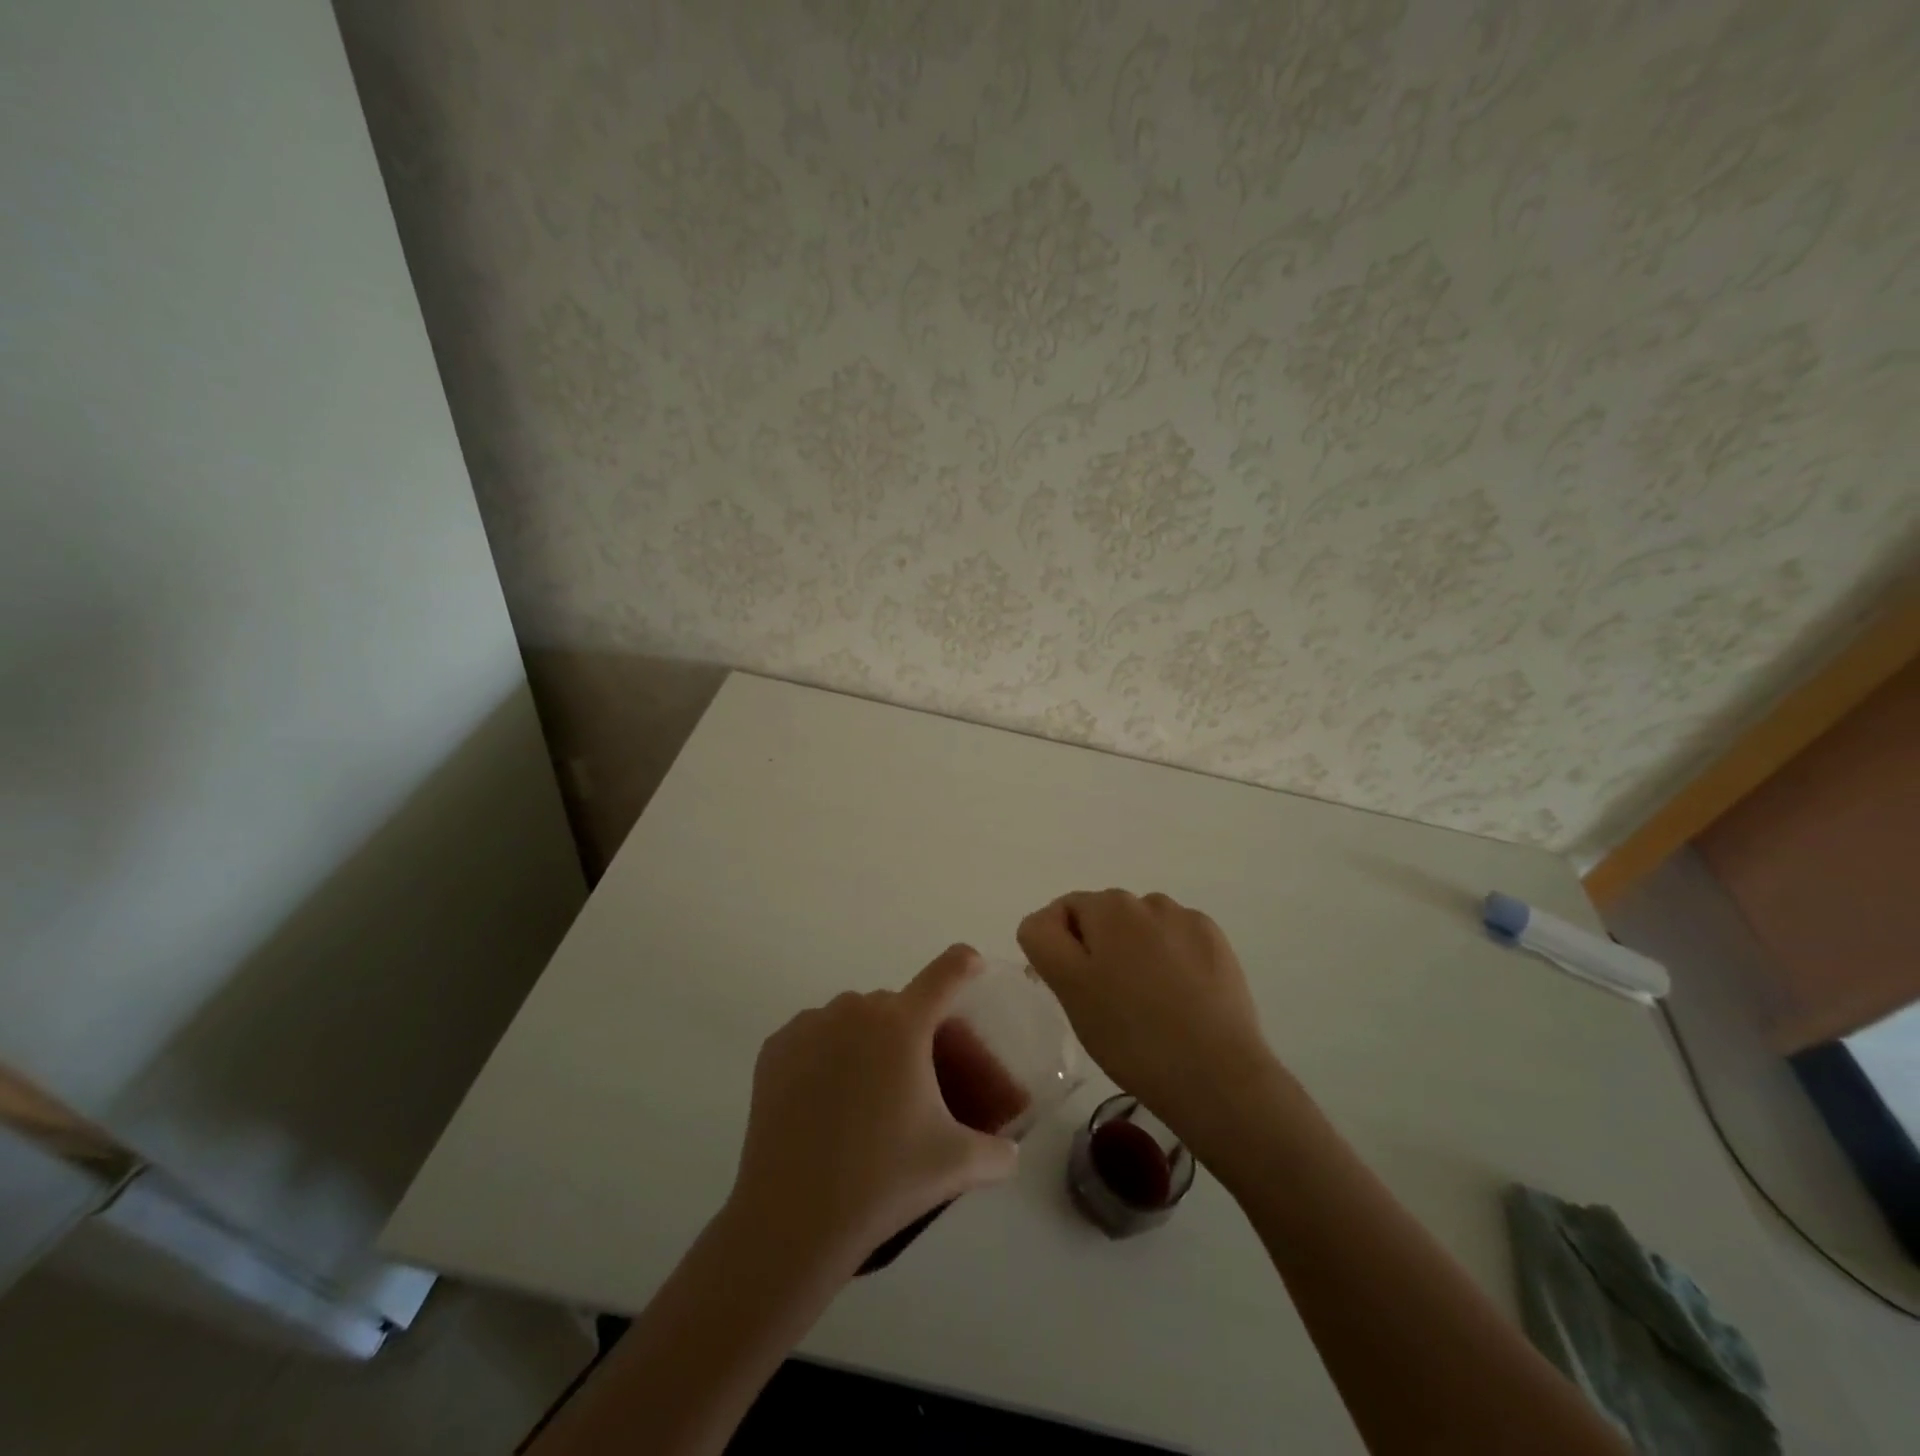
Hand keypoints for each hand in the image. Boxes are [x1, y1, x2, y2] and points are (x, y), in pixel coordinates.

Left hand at [726, 945, 1018, 1277]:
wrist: (792, 1218)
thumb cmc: (882, 1181)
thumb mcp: (956, 1166)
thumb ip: (997, 1153)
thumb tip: (1010, 1153)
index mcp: (904, 1025)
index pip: (946, 972)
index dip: (965, 964)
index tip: (973, 968)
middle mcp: (856, 1009)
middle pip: (898, 1005)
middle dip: (914, 1030)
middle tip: (917, 1079)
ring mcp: (810, 1024)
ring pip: (854, 1018)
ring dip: (868, 1041)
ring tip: (867, 1095)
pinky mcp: (776, 1047)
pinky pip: (815, 1035)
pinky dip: (827, 1053)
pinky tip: (827, 1097)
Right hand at [1018, 890, 1278, 1139]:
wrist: (1217, 1077)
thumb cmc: (1130, 1034)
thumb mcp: (1068, 987)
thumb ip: (1043, 939)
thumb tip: (1048, 920)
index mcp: (1109, 905)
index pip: (1063, 912)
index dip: (1059, 950)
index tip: (1071, 992)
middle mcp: (1149, 900)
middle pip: (1104, 918)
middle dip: (1098, 951)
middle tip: (1106, 1005)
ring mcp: (1189, 922)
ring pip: (1142, 931)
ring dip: (1134, 954)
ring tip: (1145, 1006)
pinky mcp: (1219, 946)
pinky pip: (1177, 944)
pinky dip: (1170, 963)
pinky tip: (1178, 1002)